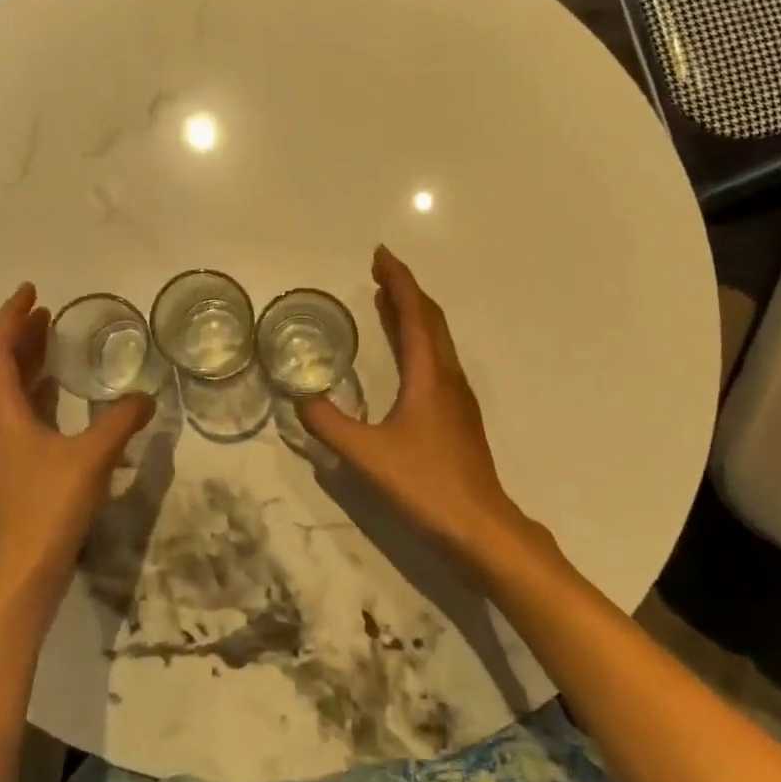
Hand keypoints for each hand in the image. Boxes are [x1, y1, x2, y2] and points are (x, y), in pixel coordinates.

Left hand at [0, 283, 153, 616]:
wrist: (23, 575)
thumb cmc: (47, 508)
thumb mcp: (91, 457)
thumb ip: (121, 421)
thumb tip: (147, 396)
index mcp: (3, 413)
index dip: (11, 318)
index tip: (31, 291)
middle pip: (3, 368)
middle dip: (22, 336)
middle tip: (47, 312)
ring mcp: (8, 450)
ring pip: (14, 393)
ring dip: (31, 363)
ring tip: (55, 341)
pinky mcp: (21, 470)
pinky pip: (28, 415)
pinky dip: (44, 394)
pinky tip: (66, 396)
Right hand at [300, 247, 544, 573]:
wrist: (480, 526)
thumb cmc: (425, 485)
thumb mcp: (366, 455)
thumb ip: (329, 425)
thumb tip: (300, 398)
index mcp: (429, 375)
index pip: (413, 313)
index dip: (398, 280)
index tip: (380, 255)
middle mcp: (448, 376)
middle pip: (430, 319)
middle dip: (406, 290)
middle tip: (379, 272)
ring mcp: (458, 396)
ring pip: (437, 339)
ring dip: (413, 314)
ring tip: (387, 301)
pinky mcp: (458, 415)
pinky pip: (437, 359)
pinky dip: (418, 340)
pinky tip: (404, 356)